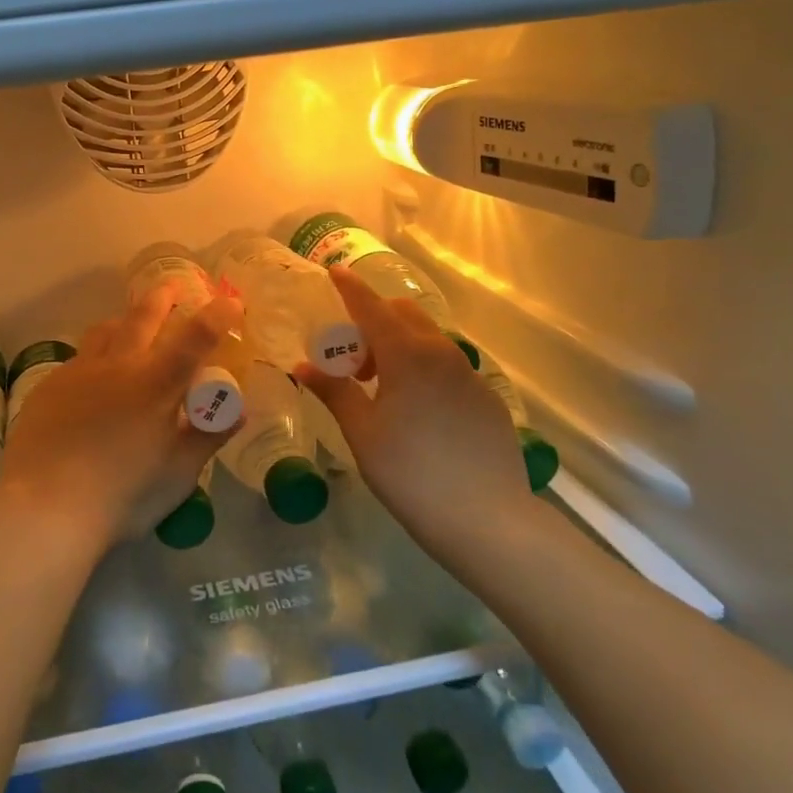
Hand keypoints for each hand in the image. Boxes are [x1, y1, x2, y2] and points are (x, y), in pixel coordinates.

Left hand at [0, 289, 243, 555]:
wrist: (45, 507)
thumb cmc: (122, 495)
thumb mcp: (178, 474)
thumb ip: (208, 436)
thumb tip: (239, 411)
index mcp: (156, 385)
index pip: (194, 338)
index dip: (216, 316)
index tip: (230, 302)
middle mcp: (119, 366)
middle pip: (143, 317)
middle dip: (162, 297)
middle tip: (171, 287)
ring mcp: (79, 372)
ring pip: (105, 330)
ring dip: (124, 320)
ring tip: (129, 322)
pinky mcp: (50, 386)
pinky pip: (78, 359)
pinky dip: (95, 356)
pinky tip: (92, 379)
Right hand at [297, 268, 535, 550]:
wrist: (489, 520)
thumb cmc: (412, 474)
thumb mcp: (363, 433)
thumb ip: (334, 392)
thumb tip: (303, 366)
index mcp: (407, 355)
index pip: (372, 307)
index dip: (351, 288)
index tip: (336, 271)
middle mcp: (441, 353)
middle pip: (404, 315)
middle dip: (375, 319)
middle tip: (352, 356)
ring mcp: (470, 375)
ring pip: (428, 339)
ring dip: (399, 343)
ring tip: (380, 385)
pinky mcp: (487, 398)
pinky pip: (448, 366)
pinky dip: (424, 367)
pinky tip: (417, 409)